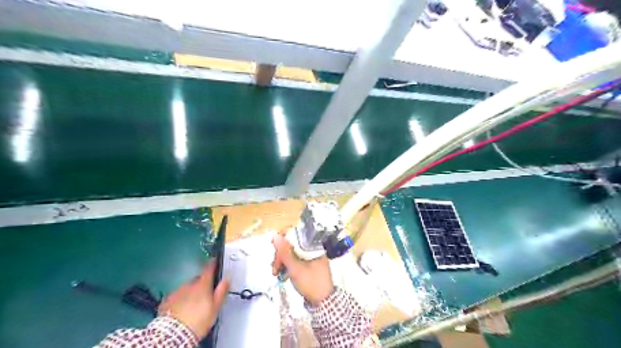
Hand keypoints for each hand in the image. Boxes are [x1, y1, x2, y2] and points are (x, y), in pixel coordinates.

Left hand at [157, 261, 230, 339]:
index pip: (208, 268)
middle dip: (201, 283)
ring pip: (186, 288)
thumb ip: (222, 290)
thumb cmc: (199, 319)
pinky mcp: (166, 301)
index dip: (212, 263)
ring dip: (190, 292)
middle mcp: (189, 284)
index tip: (215, 260)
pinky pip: (177, 296)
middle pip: (197, 279)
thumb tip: (227, 278)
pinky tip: (182, 309)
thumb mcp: (215, 306)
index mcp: (203, 284)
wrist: (174, 334)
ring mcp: (176, 291)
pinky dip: (180, 299)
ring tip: (193, 304)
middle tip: (206, 294)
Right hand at [269, 234, 332, 304]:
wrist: (323, 302)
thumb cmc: (311, 283)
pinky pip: (294, 260)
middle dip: (280, 255)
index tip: (274, 250)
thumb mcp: (295, 268)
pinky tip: (281, 274)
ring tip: (276, 273)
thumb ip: (284, 252)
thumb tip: (275, 235)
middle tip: (275, 268)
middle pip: (291, 245)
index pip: (295, 235)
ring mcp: (310, 256)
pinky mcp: (307, 264)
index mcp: (313, 246)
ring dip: (282, 261)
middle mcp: (312, 248)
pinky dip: (287, 265)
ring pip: (291, 253)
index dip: (282, 241)